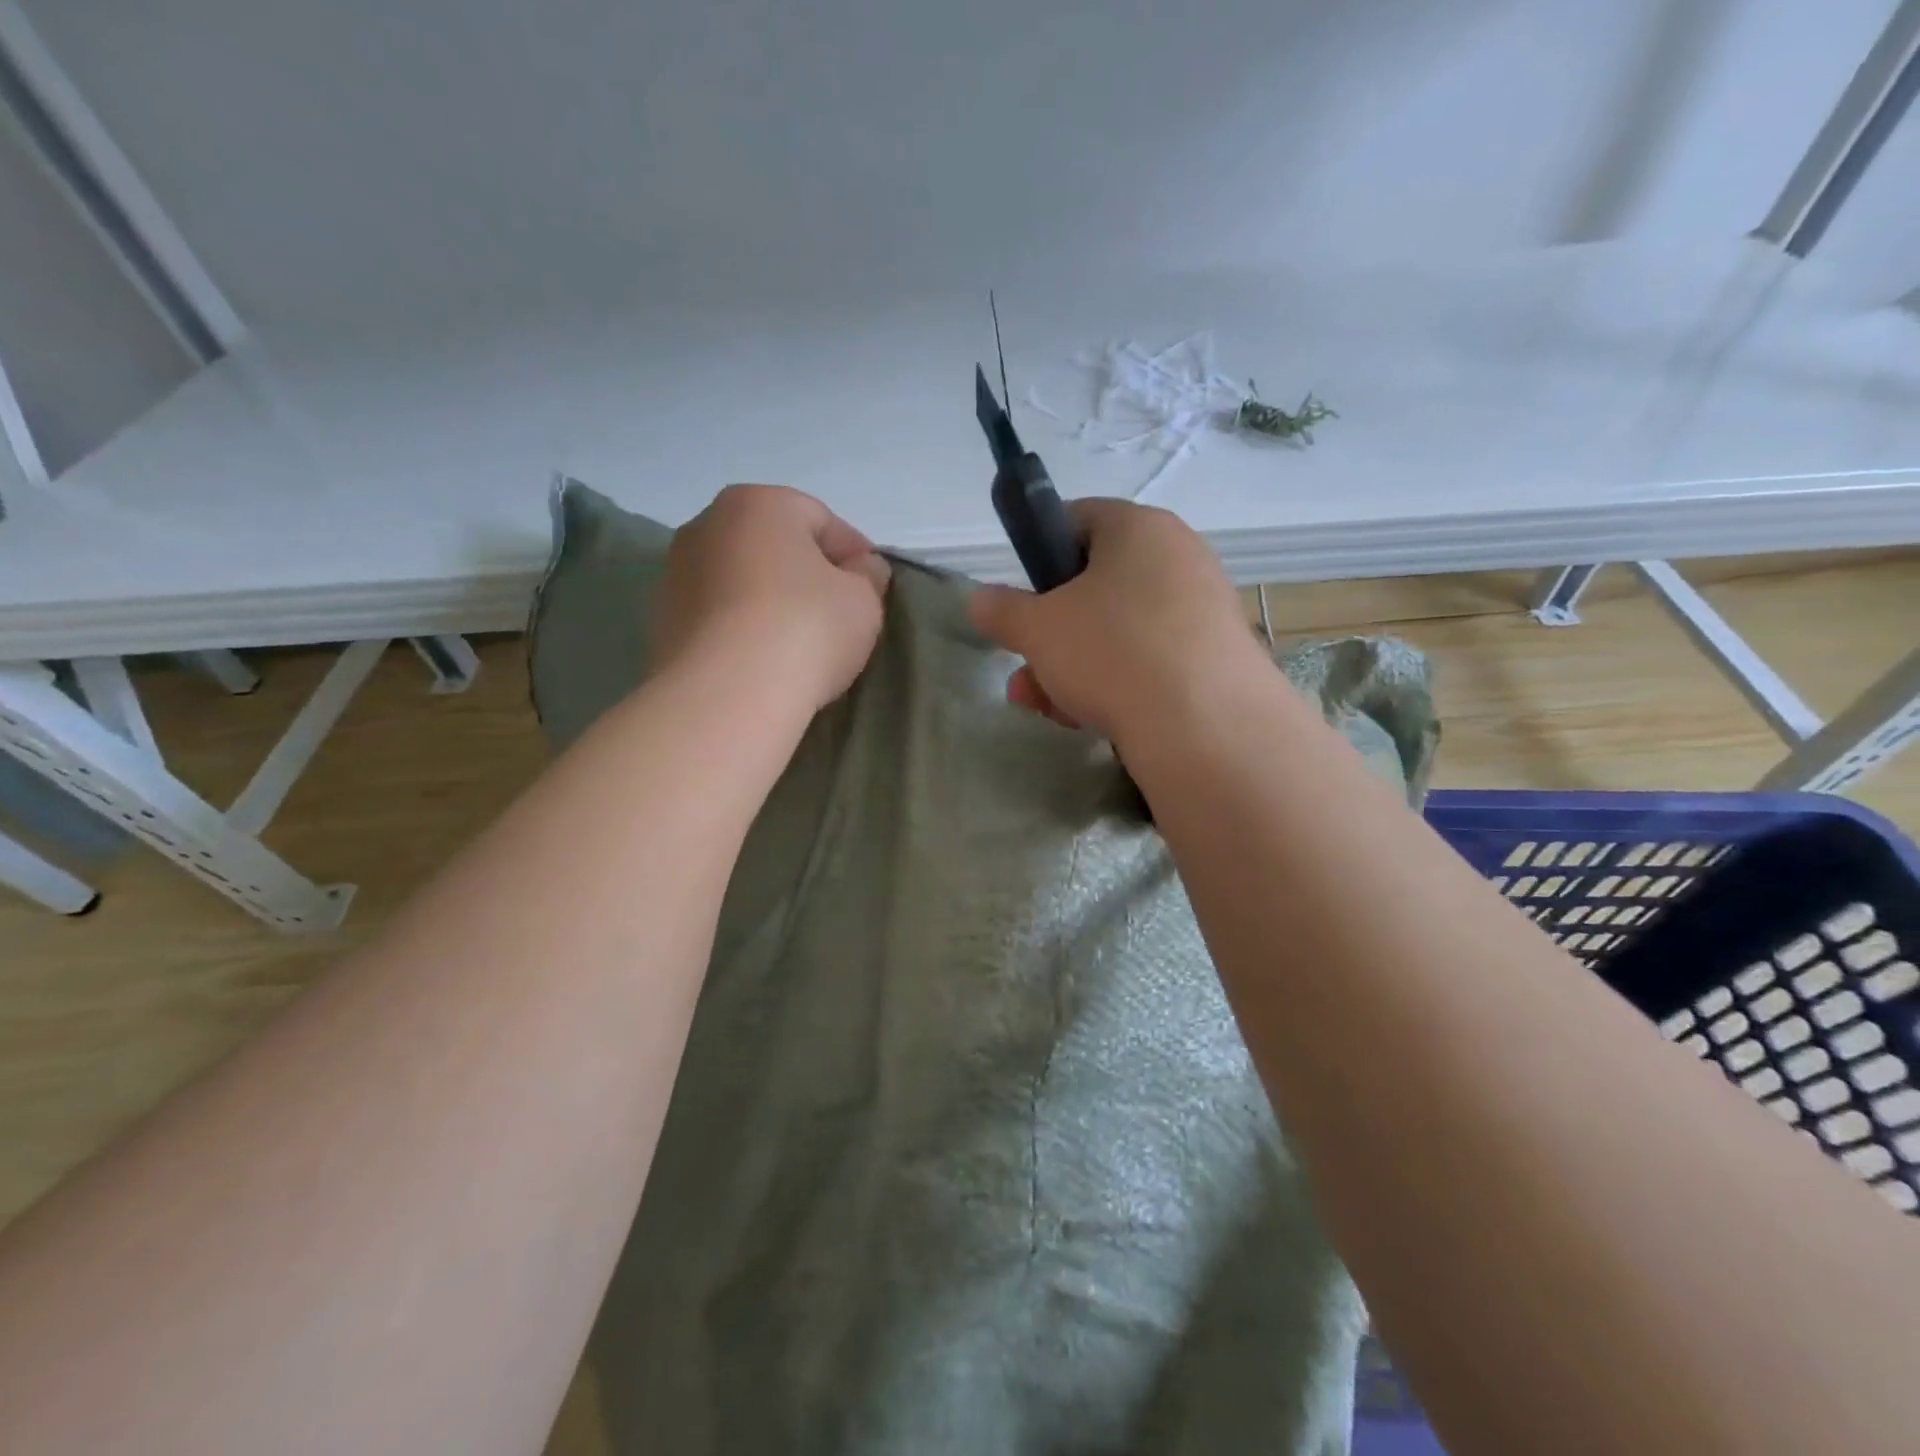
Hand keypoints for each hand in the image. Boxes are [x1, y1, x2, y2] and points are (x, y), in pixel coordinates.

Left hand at [655, 484, 891, 714]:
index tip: (872, 589)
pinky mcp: (660, 621)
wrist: (726, 695)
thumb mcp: (863, 601)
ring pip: (742, 581)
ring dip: (770, 601)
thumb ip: (867, 576)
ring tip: (797, 644)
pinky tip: (763, 660)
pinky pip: (718, 616)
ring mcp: (675, 573)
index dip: (854, 554)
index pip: (821, 520)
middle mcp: (707, 525)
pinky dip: (741, 629)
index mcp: (759, 503)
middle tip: (837, 616)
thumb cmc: (805, 629)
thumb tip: (861, 568)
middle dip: (806, 574)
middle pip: (774, 546)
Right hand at [969, 498, 1259, 744]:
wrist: (1207, 726)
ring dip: (1073, 668)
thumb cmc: (1112, 651)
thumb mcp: (1037, 629)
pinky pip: (1151, 660)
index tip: (1021, 600)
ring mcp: (1203, 609)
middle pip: (1095, 587)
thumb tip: (981, 599)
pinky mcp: (1216, 658)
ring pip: (1119, 631)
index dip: (1039, 555)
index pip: (1077, 519)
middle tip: (1026, 671)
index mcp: (1138, 528)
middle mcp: (1179, 557)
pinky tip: (1092, 721)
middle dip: (1050, 634)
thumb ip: (1001, 610)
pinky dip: (1117, 685)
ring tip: (1048, 708)